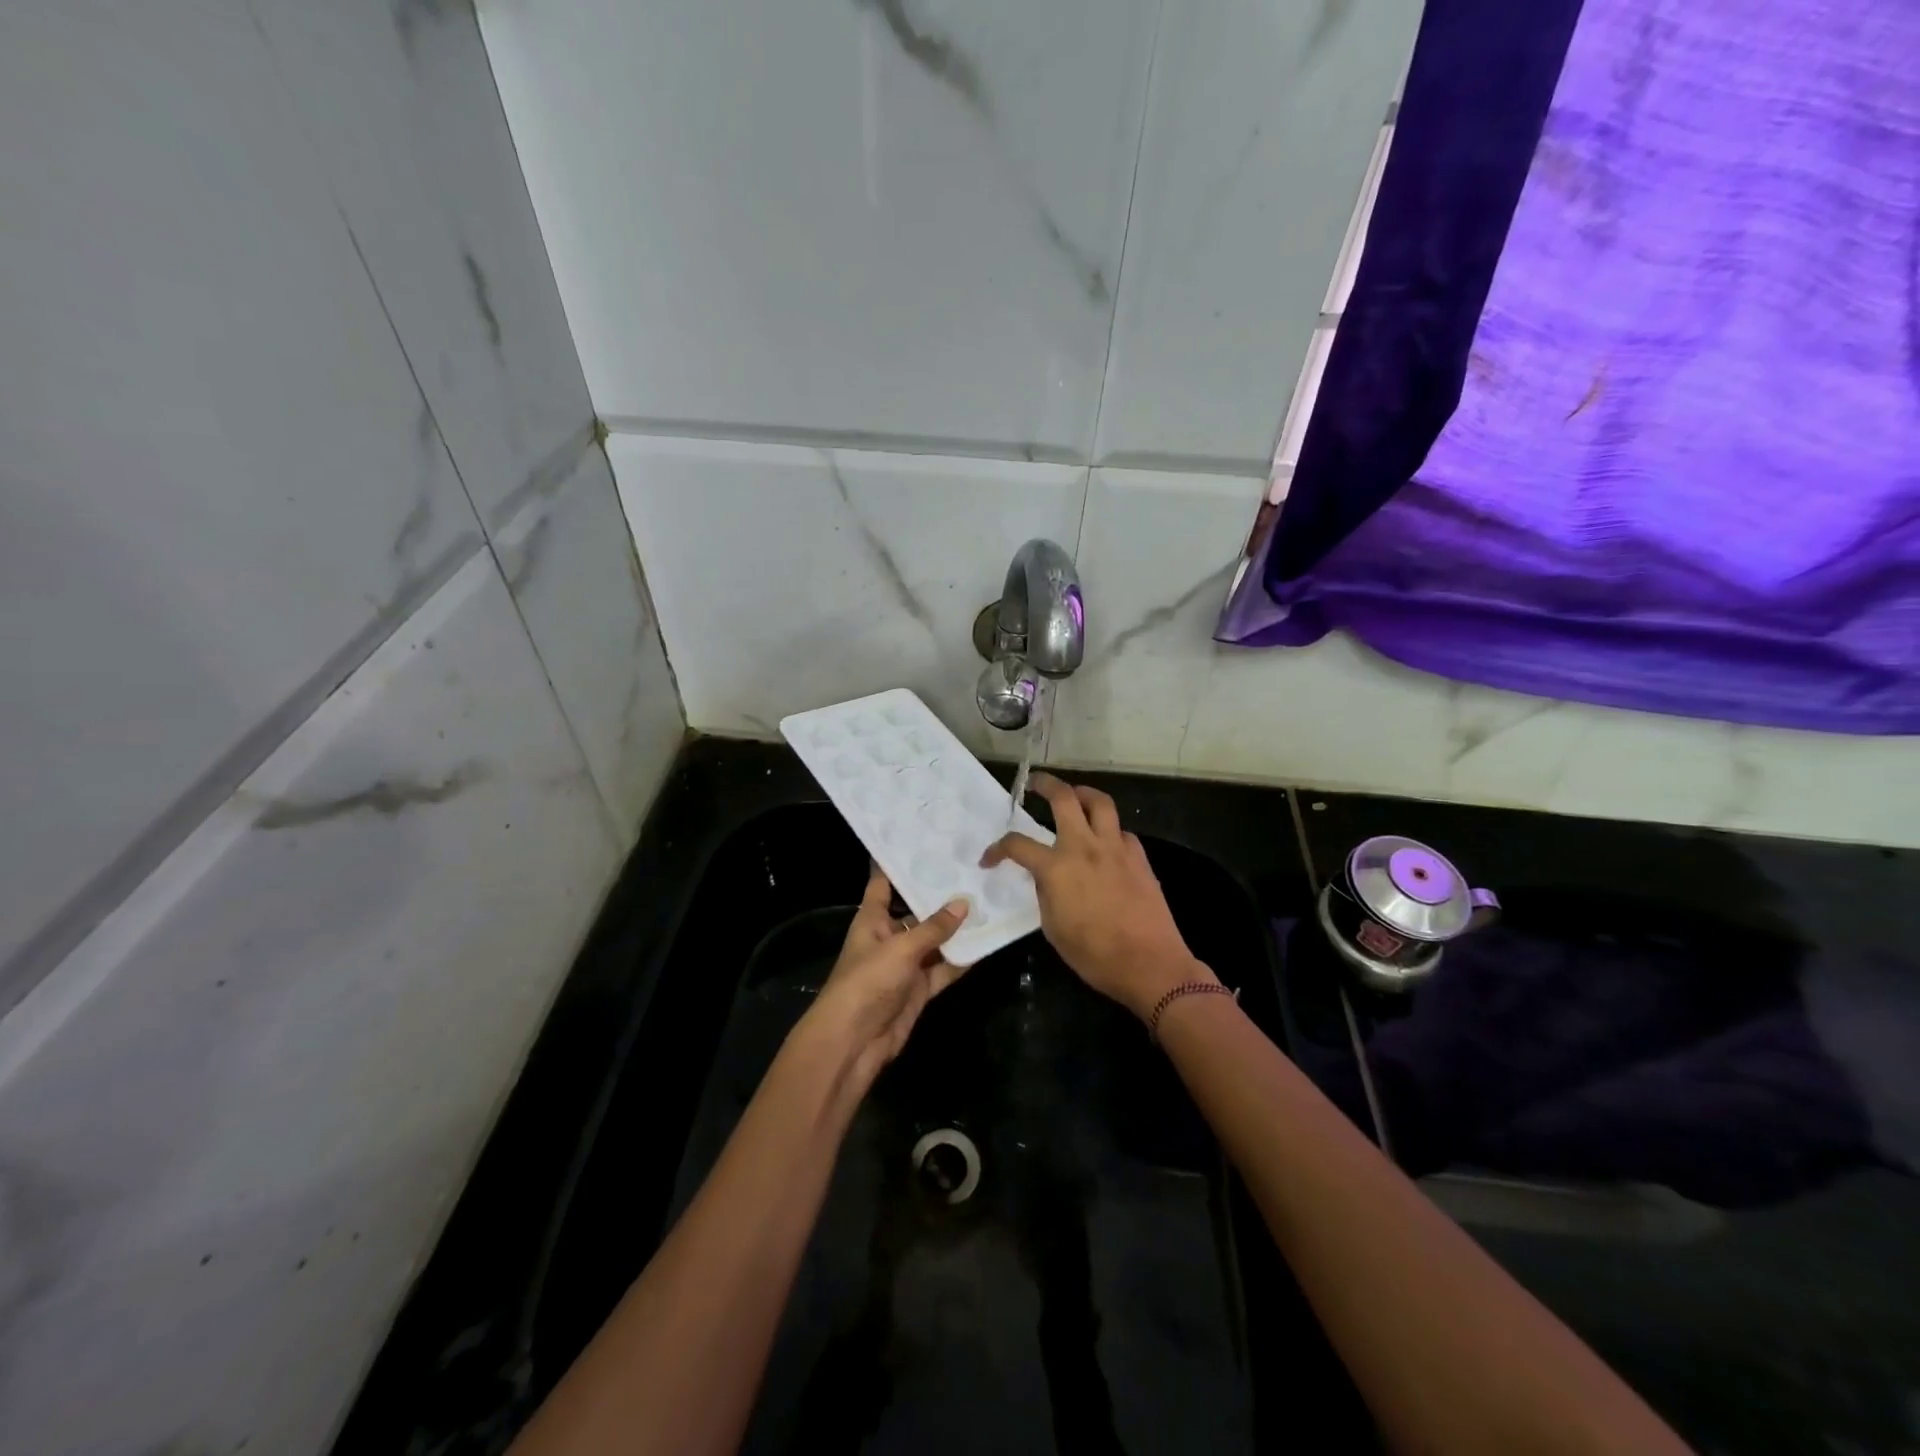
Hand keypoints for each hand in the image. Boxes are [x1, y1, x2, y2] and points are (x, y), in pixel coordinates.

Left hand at [802, 866, 970, 1083]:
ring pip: (934, 941)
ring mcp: (905, 965)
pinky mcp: (919, 990)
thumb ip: (934, 928)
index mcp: (872, 920)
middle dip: (939, 897)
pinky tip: (985, 944)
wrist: (854, 1041)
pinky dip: (961, 960)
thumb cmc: (867, 982)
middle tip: (971, 871)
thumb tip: (964, 903)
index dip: (897, 864)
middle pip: (916, 912)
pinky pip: (943, 969)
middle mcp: (888, 937)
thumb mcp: (901, 948)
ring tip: (987, 902)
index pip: (883, 884)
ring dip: (955, 929)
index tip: (921, 843)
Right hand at [981, 773, 1213, 1020]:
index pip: (1017, 845)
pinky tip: (1106, 843)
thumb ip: (1045, 893)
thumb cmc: (1094, 955)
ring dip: (1083, 794)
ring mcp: (1116, 848)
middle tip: (1036, 784)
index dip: (997, 849)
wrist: (1149, 964)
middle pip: (1064, 798)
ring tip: (1075, 796)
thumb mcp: (1053, 928)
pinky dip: (1110, 830)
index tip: (990, 858)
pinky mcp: (1139, 857)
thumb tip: (1045, 876)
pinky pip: (1122, 831)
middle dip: (1046, 784)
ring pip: (1100, 802)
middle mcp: (1085, 847)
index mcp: (1057, 868)